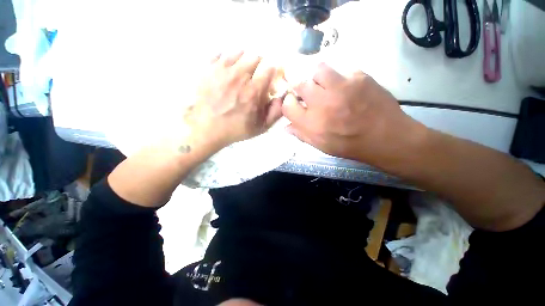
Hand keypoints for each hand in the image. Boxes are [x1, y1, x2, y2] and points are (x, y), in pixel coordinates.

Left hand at [184, 51, 282, 152]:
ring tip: (243, 70)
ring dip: (245, 59)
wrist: (207, 129)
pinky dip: (227, 58)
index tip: (271, 77)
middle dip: (260, 65)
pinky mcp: (208, 69)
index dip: (273, 71)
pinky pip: (221, 54)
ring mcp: (222, 71)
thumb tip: (283, 97)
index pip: (269, 68)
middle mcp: (239, 77)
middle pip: (255, 57)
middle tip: (256, 75)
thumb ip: (276, 112)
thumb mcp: (261, 127)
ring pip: (239, 52)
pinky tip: (228, 69)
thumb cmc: (236, 129)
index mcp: (254, 91)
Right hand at [282, 63, 420, 162]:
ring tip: (324, 86)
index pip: (287, 105)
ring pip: (318, 70)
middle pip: (299, 83)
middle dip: (298, 86)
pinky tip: (345, 88)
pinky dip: (339, 78)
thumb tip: (286, 127)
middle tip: (306, 91)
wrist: (386, 137)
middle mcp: (322, 103)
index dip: (288, 103)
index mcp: (312, 123)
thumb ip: (302, 135)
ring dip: (317, 78)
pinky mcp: (359, 77)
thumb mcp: (322, 146)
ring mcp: (341, 87)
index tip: (294, 103)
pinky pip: (341, 70)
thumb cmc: (350, 145)